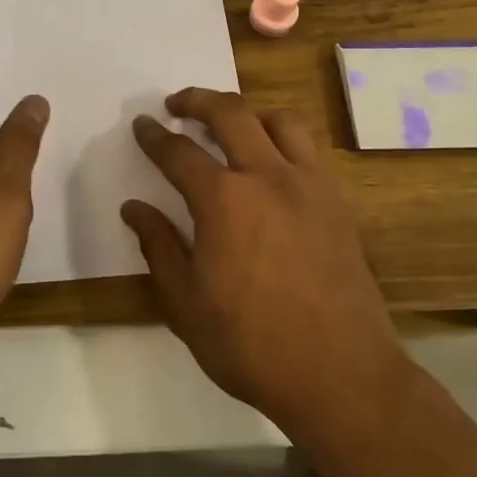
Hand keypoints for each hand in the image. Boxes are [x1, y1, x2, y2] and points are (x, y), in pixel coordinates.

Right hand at [121, 89, 410, 442]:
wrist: (342, 376)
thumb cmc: (251, 344)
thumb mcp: (186, 303)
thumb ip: (158, 246)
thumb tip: (134, 208)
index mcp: (223, 200)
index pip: (178, 153)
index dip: (155, 136)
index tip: (142, 125)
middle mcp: (267, 177)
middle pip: (230, 114)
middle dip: (197, 100)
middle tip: (177, 104)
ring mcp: (309, 186)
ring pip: (279, 120)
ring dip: (248, 112)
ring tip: (230, 124)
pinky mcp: (338, 203)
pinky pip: (309, 149)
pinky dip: (283, 138)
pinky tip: (273, 161)